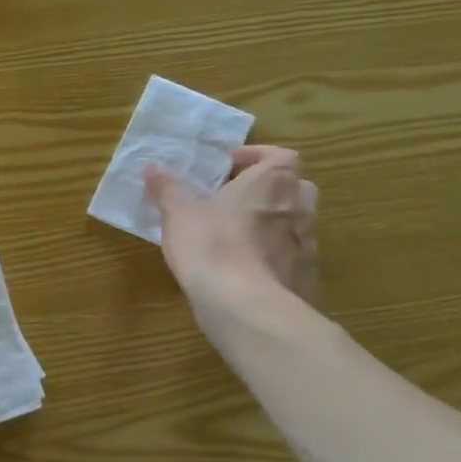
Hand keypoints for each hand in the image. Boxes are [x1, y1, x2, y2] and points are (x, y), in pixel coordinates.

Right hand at [144, 146, 318, 313]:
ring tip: (238, 233)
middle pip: (294, 187)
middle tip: (236, 198)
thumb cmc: (212, 246)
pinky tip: (247, 267)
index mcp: (272, 182)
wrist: (245, 305)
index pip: (280, 155)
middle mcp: (298, 206)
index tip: (231, 165)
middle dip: (269, 189)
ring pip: (295, 221)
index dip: (257, 156)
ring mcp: (307, 242)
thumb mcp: (179, 214)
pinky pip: (292, 254)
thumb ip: (168, 188)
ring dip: (273, 221)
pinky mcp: (305, 274)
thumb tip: (153, 167)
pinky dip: (274, 254)